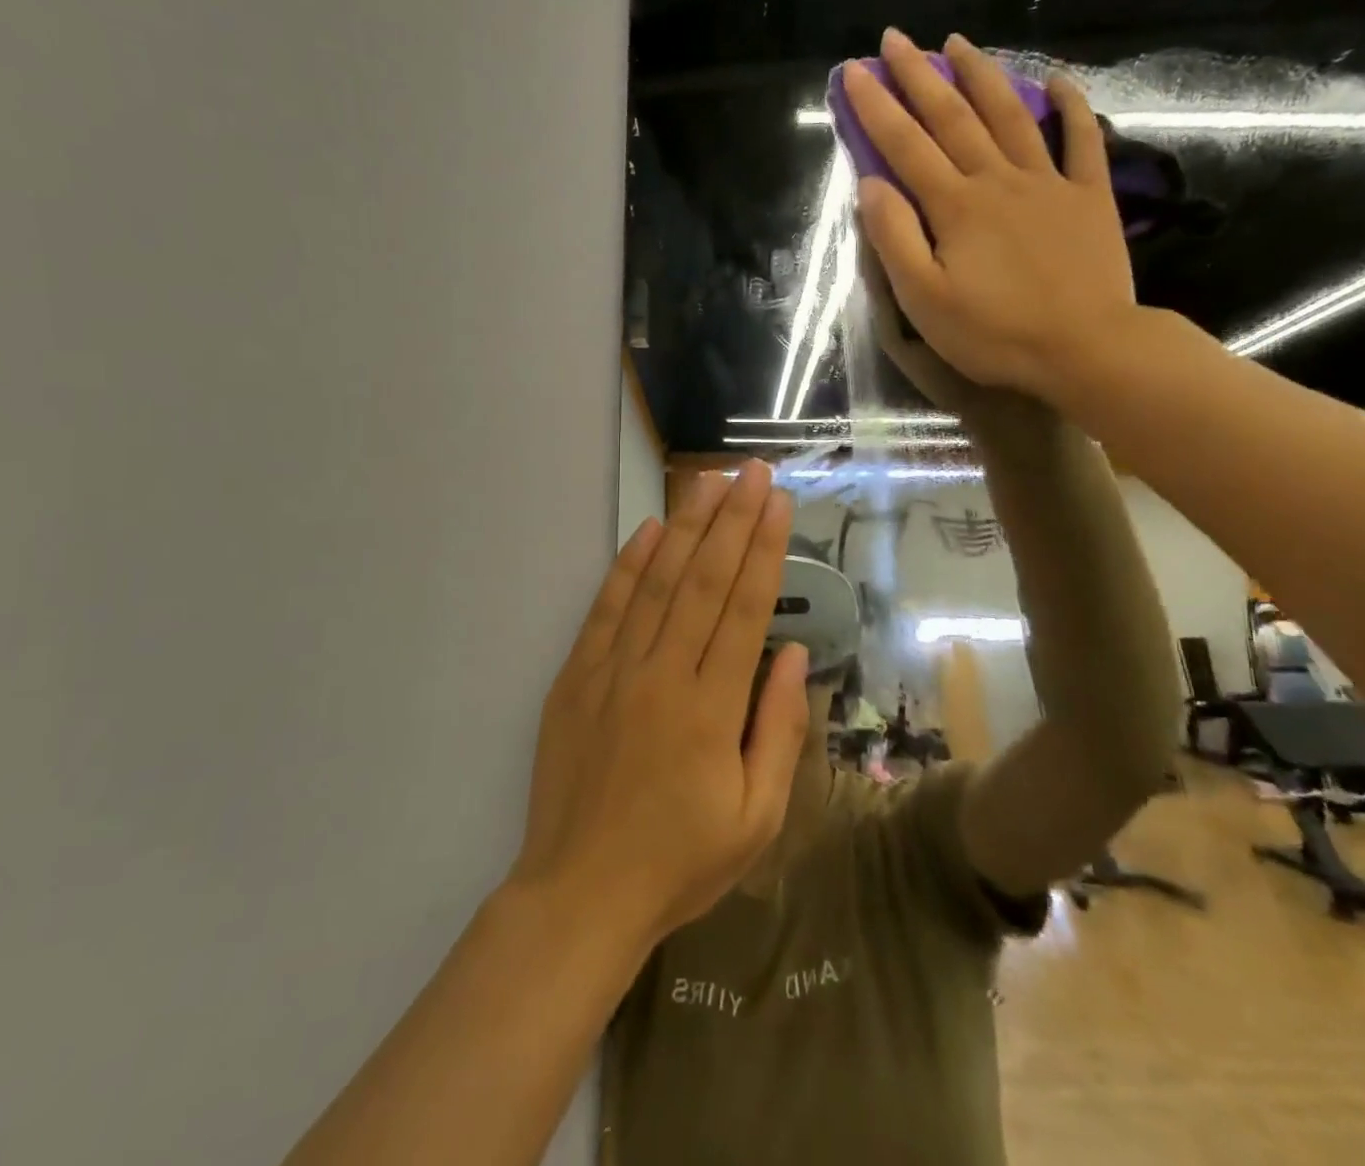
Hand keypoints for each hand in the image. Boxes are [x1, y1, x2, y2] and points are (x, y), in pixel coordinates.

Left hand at [510, 461, 810, 941]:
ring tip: (708, 483)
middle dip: (731, 519)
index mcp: (710, 706)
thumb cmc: (680, 861)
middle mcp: (662, 673)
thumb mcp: (755, 817)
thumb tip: (788, 655)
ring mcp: (612, 670)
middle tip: (750, 471)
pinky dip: (628, 565)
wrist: (580, 894)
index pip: (744, 606)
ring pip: (656, 582)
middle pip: (702, 579)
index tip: (777, 501)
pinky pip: (606, 608)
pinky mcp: (576, 676)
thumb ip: (778, 730)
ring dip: (685, 527)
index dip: (763, 548)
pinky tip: (649, 532)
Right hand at [844, 28, 1139, 403]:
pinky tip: (1058, 81)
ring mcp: (1048, 182)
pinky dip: (1071, 106)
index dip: (877, 107)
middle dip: (919, 75)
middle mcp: (998, 179)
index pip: (906, 145)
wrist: (1086, 348)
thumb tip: (870, 185)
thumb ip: (894, 239)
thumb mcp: (925, 300)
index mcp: (955, 206)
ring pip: (1011, 115)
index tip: (854, 71)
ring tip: (959, 42)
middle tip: (895, 38)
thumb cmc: (995, 333)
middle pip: (953, 117)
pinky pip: (1081, 140)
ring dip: (982, 75)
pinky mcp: (1089, 197)